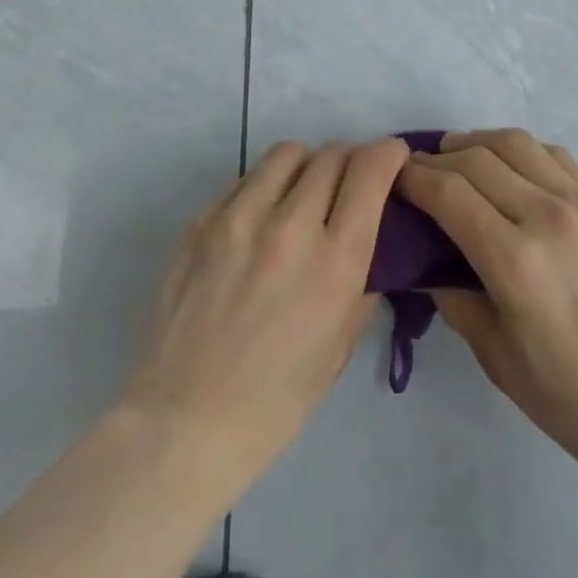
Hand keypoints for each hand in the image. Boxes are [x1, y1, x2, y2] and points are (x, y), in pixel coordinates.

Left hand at [115, 137, 409, 505]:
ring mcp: (240, 219)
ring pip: (289, 152)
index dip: (389, 153)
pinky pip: (247, 177)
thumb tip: (371, 232)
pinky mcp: (202, 221)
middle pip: (333, 154)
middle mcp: (291, 228)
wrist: (184, 424)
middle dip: (352, 159)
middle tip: (350, 182)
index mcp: (335, 263)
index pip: (371, 170)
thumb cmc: (277, 399)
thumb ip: (363, 276)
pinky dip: (267, 185)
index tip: (393, 159)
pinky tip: (262, 217)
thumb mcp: (342, 342)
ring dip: (308, 164)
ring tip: (304, 192)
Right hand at [394, 129, 577, 492]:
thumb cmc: (570, 397)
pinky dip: (523, 152)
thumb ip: (453, 298)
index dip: (414, 178)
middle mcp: (549, 217)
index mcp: (515, 262)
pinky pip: (556, 156)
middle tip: (420, 169)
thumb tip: (424, 259)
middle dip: (438, 158)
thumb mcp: (496, 358)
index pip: (449, 193)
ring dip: (479, 142)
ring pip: (518, 143)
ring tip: (460, 155)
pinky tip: (512, 167)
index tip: (395, 178)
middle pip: (477, 158)